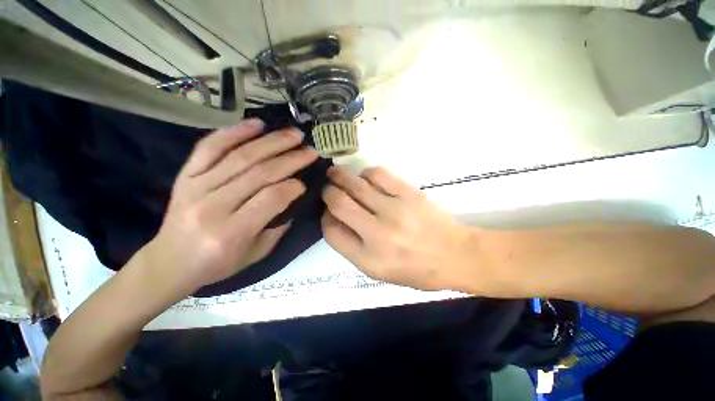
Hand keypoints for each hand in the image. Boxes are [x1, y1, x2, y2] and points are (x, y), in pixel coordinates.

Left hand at [142, 119, 317, 294]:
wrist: (170, 262)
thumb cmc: (218, 263)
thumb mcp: (256, 253)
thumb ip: (278, 227)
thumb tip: (293, 196)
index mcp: (231, 232)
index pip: (270, 199)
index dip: (292, 187)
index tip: (305, 182)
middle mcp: (212, 206)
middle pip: (258, 174)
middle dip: (290, 159)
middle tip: (309, 150)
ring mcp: (195, 187)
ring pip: (240, 156)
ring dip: (271, 142)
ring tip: (293, 134)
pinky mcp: (185, 175)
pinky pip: (209, 147)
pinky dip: (234, 132)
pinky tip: (257, 124)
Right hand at [321, 166, 476, 290]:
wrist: (455, 255)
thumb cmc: (416, 269)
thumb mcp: (378, 271)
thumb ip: (352, 247)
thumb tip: (334, 218)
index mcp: (368, 259)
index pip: (331, 231)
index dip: (325, 218)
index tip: (328, 212)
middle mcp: (377, 234)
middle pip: (338, 203)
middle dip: (328, 192)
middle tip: (328, 188)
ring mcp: (394, 210)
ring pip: (355, 184)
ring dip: (341, 176)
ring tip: (336, 174)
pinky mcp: (409, 193)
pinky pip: (378, 174)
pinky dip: (366, 173)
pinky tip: (366, 177)